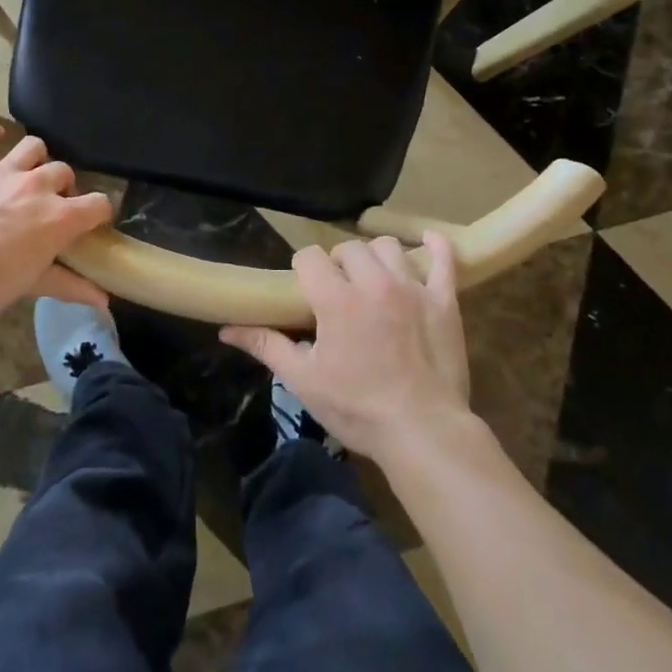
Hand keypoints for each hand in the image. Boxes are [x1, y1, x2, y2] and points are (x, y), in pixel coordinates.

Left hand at [0, 120, 112, 331]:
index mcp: (58, 217)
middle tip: (51, 210)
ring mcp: (0, 173)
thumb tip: (104, 301)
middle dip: (64, 188)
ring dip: (37, 159)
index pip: (98, 204)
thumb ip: (71, 286)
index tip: (93, 224)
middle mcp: (36, 186)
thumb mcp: (32, 287)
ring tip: (29, 176)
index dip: (100, 213)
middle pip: (64, 173)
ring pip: (32, 147)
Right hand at [220, 234, 471, 465]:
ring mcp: (413, 287)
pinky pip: (444, 258)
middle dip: (338, 263)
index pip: (309, 257)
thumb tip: (226, 330)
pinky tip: (427, 240)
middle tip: (338, 290)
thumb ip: (267, 346)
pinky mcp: (444, 300)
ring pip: (388, 247)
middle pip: (349, 248)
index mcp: (336, 299)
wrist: (423, 432)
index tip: (305, 288)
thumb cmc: (357, 408)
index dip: (303, 268)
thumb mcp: (304, 380)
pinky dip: (435, 245)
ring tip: (372, 279)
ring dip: (375, 257)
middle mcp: (373, 282)